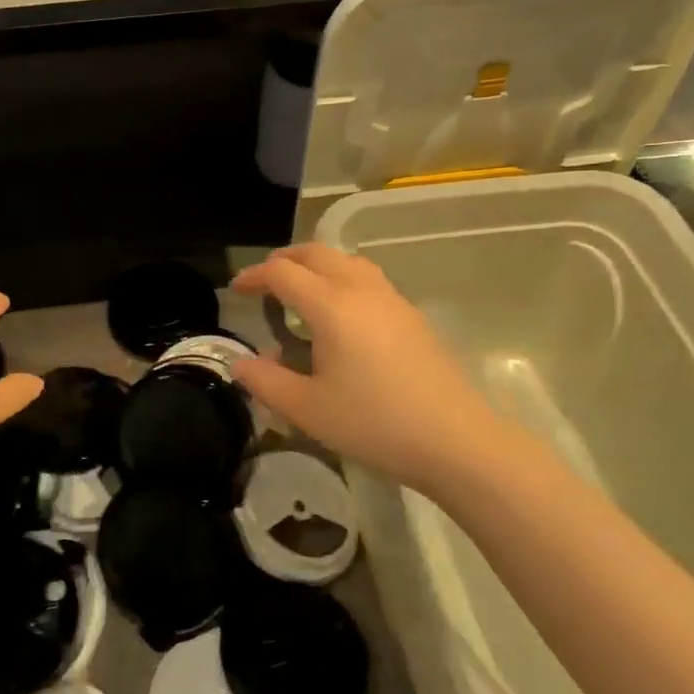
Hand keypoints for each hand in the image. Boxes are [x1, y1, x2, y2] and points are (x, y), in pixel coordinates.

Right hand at [231, 244, 520, 494]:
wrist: (457, 440)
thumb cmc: (374, 423)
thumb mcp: (306, 409)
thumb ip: (265, 381)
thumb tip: (239, 363)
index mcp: (331, 306)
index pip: (283, 273)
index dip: (254, 276)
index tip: (236, 290)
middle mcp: (361, 290)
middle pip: (316, 253)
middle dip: (284, 261)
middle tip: (264, 283)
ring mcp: (392, 300)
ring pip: (346, 261)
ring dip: (316, 266)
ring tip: (300, 293)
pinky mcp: (412, 316)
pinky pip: (367, 279)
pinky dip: (340, 280)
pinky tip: (340, 318)